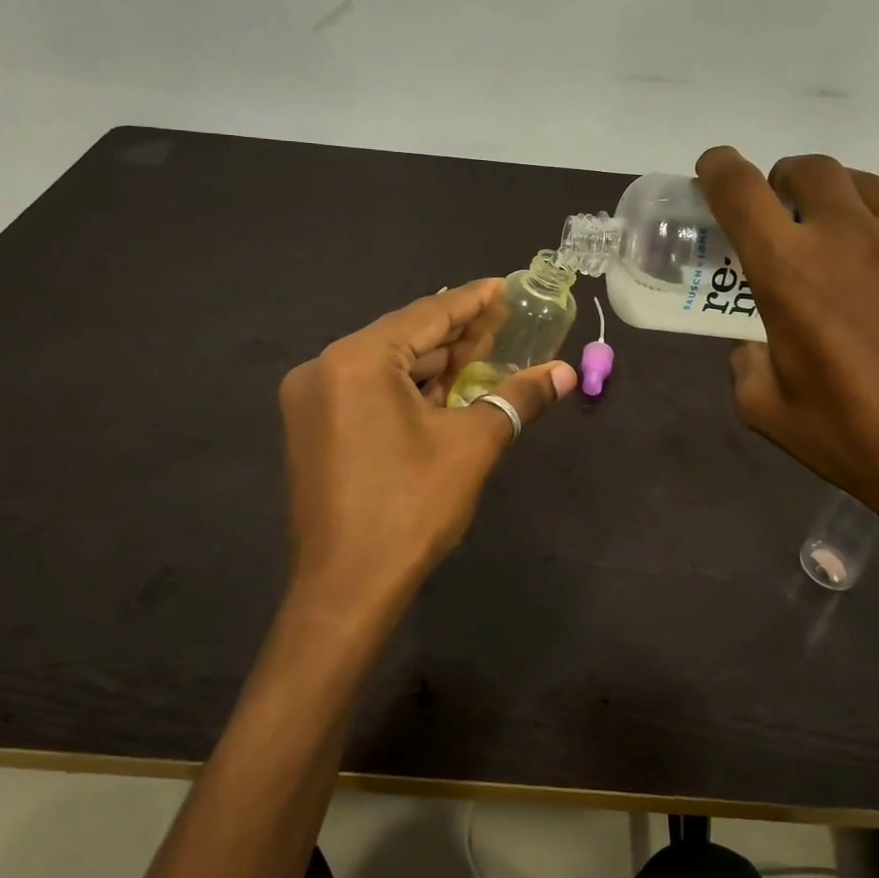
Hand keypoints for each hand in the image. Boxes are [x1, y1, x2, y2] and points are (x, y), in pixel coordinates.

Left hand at [278, 280, 575, 617]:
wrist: (345, 590)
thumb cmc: (410, 509)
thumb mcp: (472, 445)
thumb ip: (518, 399)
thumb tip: (566, 372)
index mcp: (357, 360)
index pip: (427, 315)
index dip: (472, 302)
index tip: (503, 287)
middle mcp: (325, 368)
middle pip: (404, 337)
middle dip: (455, 335)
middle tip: (503, 323)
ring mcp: (312, 399)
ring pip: (385, 366)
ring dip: (433, 363)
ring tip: (482, 354)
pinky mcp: (313, 427)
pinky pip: (367, 390)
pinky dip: (407, 388)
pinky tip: (444, 389)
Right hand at [696, 147, 878, 607]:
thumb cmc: (861, 440)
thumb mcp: (770, 412)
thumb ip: (747, 363)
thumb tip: (760, 346)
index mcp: (790, 269)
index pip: (741, 190)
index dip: (718, 168)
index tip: (713, 169)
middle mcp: (850, 235)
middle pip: (809, 168)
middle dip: (784, 181)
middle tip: (786, 217)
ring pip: (866, 187)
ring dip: (839, 202)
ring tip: (843, 246)